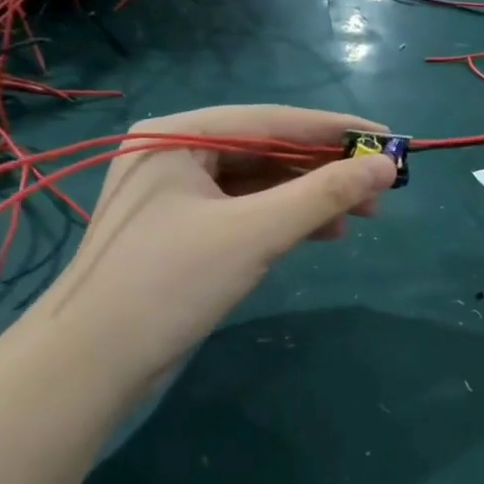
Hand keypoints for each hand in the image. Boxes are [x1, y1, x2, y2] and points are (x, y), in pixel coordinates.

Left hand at [35, 104, 394, 391]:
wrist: (94, 363)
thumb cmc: (171, 283)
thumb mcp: (255, 233)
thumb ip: (323, 195)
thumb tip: (386, 165)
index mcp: (177, 136)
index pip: (271, 120)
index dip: (335, 130)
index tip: (389, 139)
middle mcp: (173, 155)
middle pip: (266, 151)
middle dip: (324, 171)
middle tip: (380, 190)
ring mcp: (174, 196)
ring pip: (258, 184)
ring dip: (309, 198)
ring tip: (359, 216)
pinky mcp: (181, 232)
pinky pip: (244, 212)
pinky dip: (283, 221)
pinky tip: (319, 234)